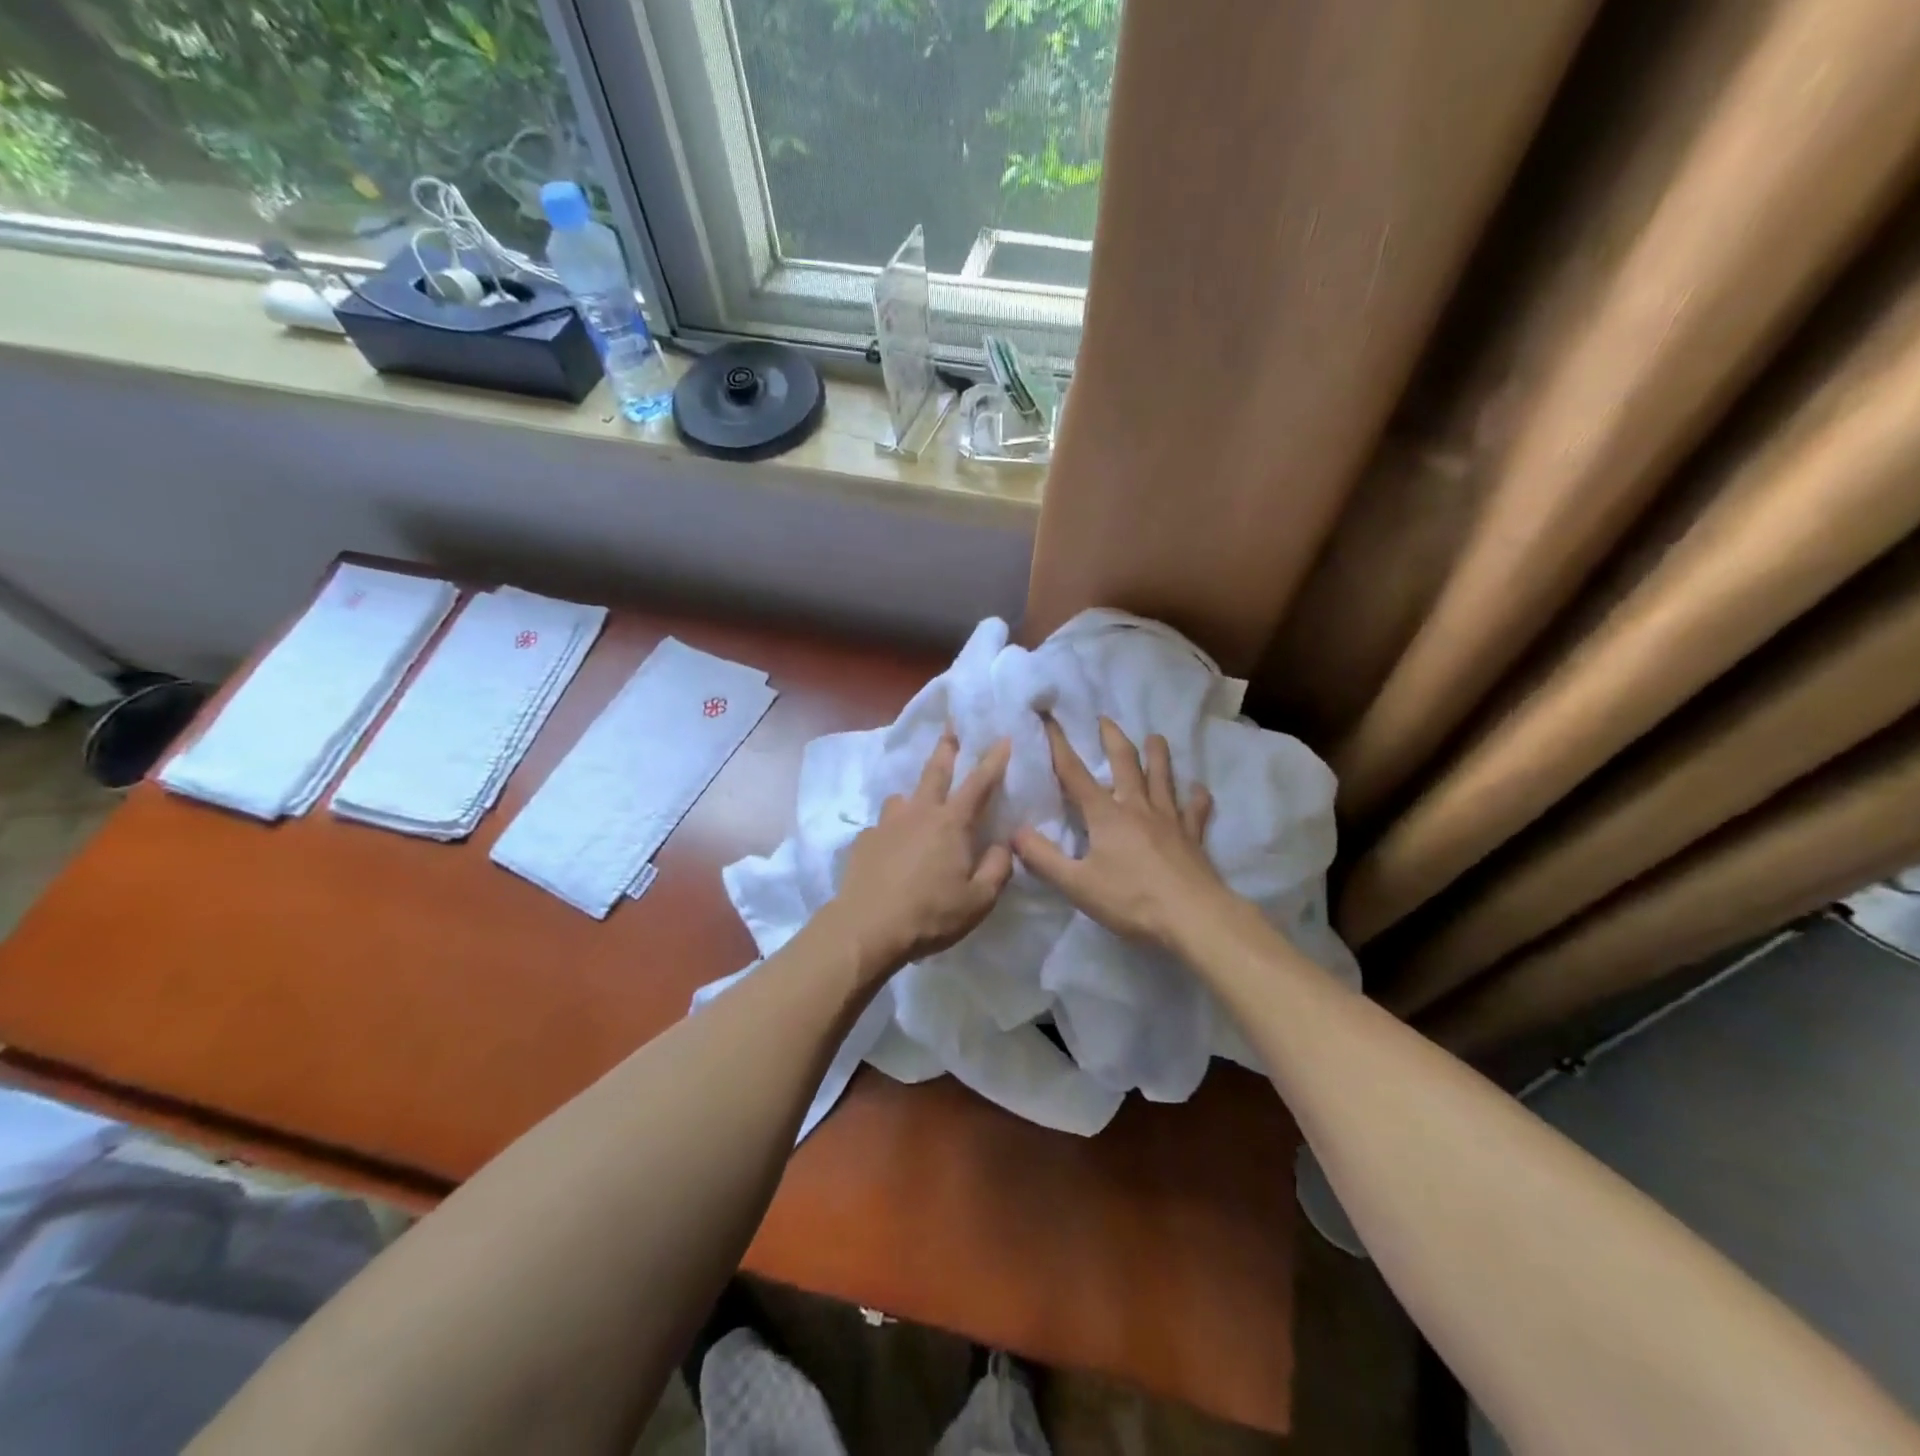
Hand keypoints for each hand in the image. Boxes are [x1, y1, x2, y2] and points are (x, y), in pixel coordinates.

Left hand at [826, 733, 1013, 977]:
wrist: (866, 927)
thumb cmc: (930, 913)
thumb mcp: (979, 900)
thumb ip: (996, 869)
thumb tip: (1001, 845)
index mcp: (951, 824)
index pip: (979, 783)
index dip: (993, 760)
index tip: (1002, 738)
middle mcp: (919, 813)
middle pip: (935, 772)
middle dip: (946, 749)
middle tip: (949, 730)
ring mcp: (887, 824)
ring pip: (902, 797)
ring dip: (913, 795)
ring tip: (916, 805)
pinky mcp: (864, 841)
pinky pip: (883, 826)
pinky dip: (892, 831)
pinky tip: (891, 849)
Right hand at [1013, 716, 1236, 951]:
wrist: (1193, 916)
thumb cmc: (1131, 900)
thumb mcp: (1076, 884)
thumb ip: (1043, 858)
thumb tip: (1014, 832)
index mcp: (1105, 815)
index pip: (1075, 773)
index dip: (1059, 745)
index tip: (1050, 719)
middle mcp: (1137, 806)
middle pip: (1125, 762)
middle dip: (1112, 738)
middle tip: (1105, 718)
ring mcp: (1169, 818)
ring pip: (1162, 777)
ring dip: (1158, 754)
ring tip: (1155, 737)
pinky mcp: (1193, 835)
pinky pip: (1195, 810)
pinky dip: (1196, 797)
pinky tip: (1198, 790)